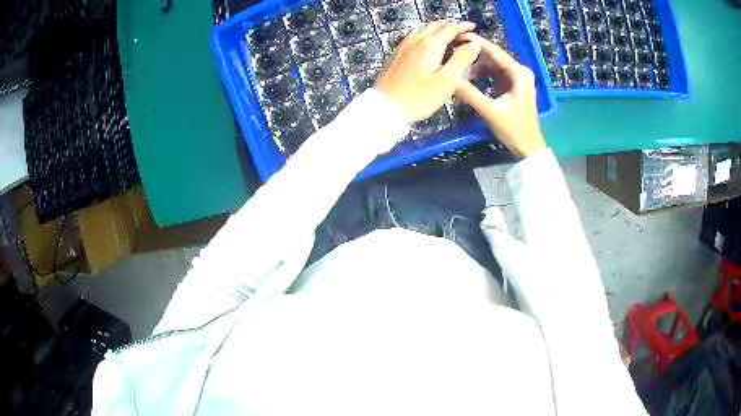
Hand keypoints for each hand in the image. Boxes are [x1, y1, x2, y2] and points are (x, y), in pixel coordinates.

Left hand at [374, 21, 480, 122]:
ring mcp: (403, 47)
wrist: (386, 107)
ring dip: (436, 28)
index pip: (449, 29)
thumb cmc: (420, 97)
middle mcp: (416, 41)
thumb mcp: (447, 81)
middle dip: (450, 25)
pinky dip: (424, 35)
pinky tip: (425, 43)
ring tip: (446, 35)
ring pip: (422, 29)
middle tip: (462, 30)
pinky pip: (412, 37)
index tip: (472, 26)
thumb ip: (462, 59)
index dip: (462, 26)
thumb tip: (473, 43)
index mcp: (430, 45)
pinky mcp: (395, 55)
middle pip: (434, 26)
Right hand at [454, 33, 544, 157]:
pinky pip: (494, 73)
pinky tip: (468, 77)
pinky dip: (482, 74)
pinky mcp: (512, 86)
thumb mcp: (490, 111)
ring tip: (457, 66)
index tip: (454, 37)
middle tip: (451, 52)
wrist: (528, 147)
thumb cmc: (514, 129)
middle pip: (492, 56)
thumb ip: (469, 93)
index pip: (494, 51)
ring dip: (475, 65)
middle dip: (472, 54)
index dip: (474, 43)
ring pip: (492, 64)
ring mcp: (517, 78)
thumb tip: (447, 79)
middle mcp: (520, 71)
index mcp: (519, 73)